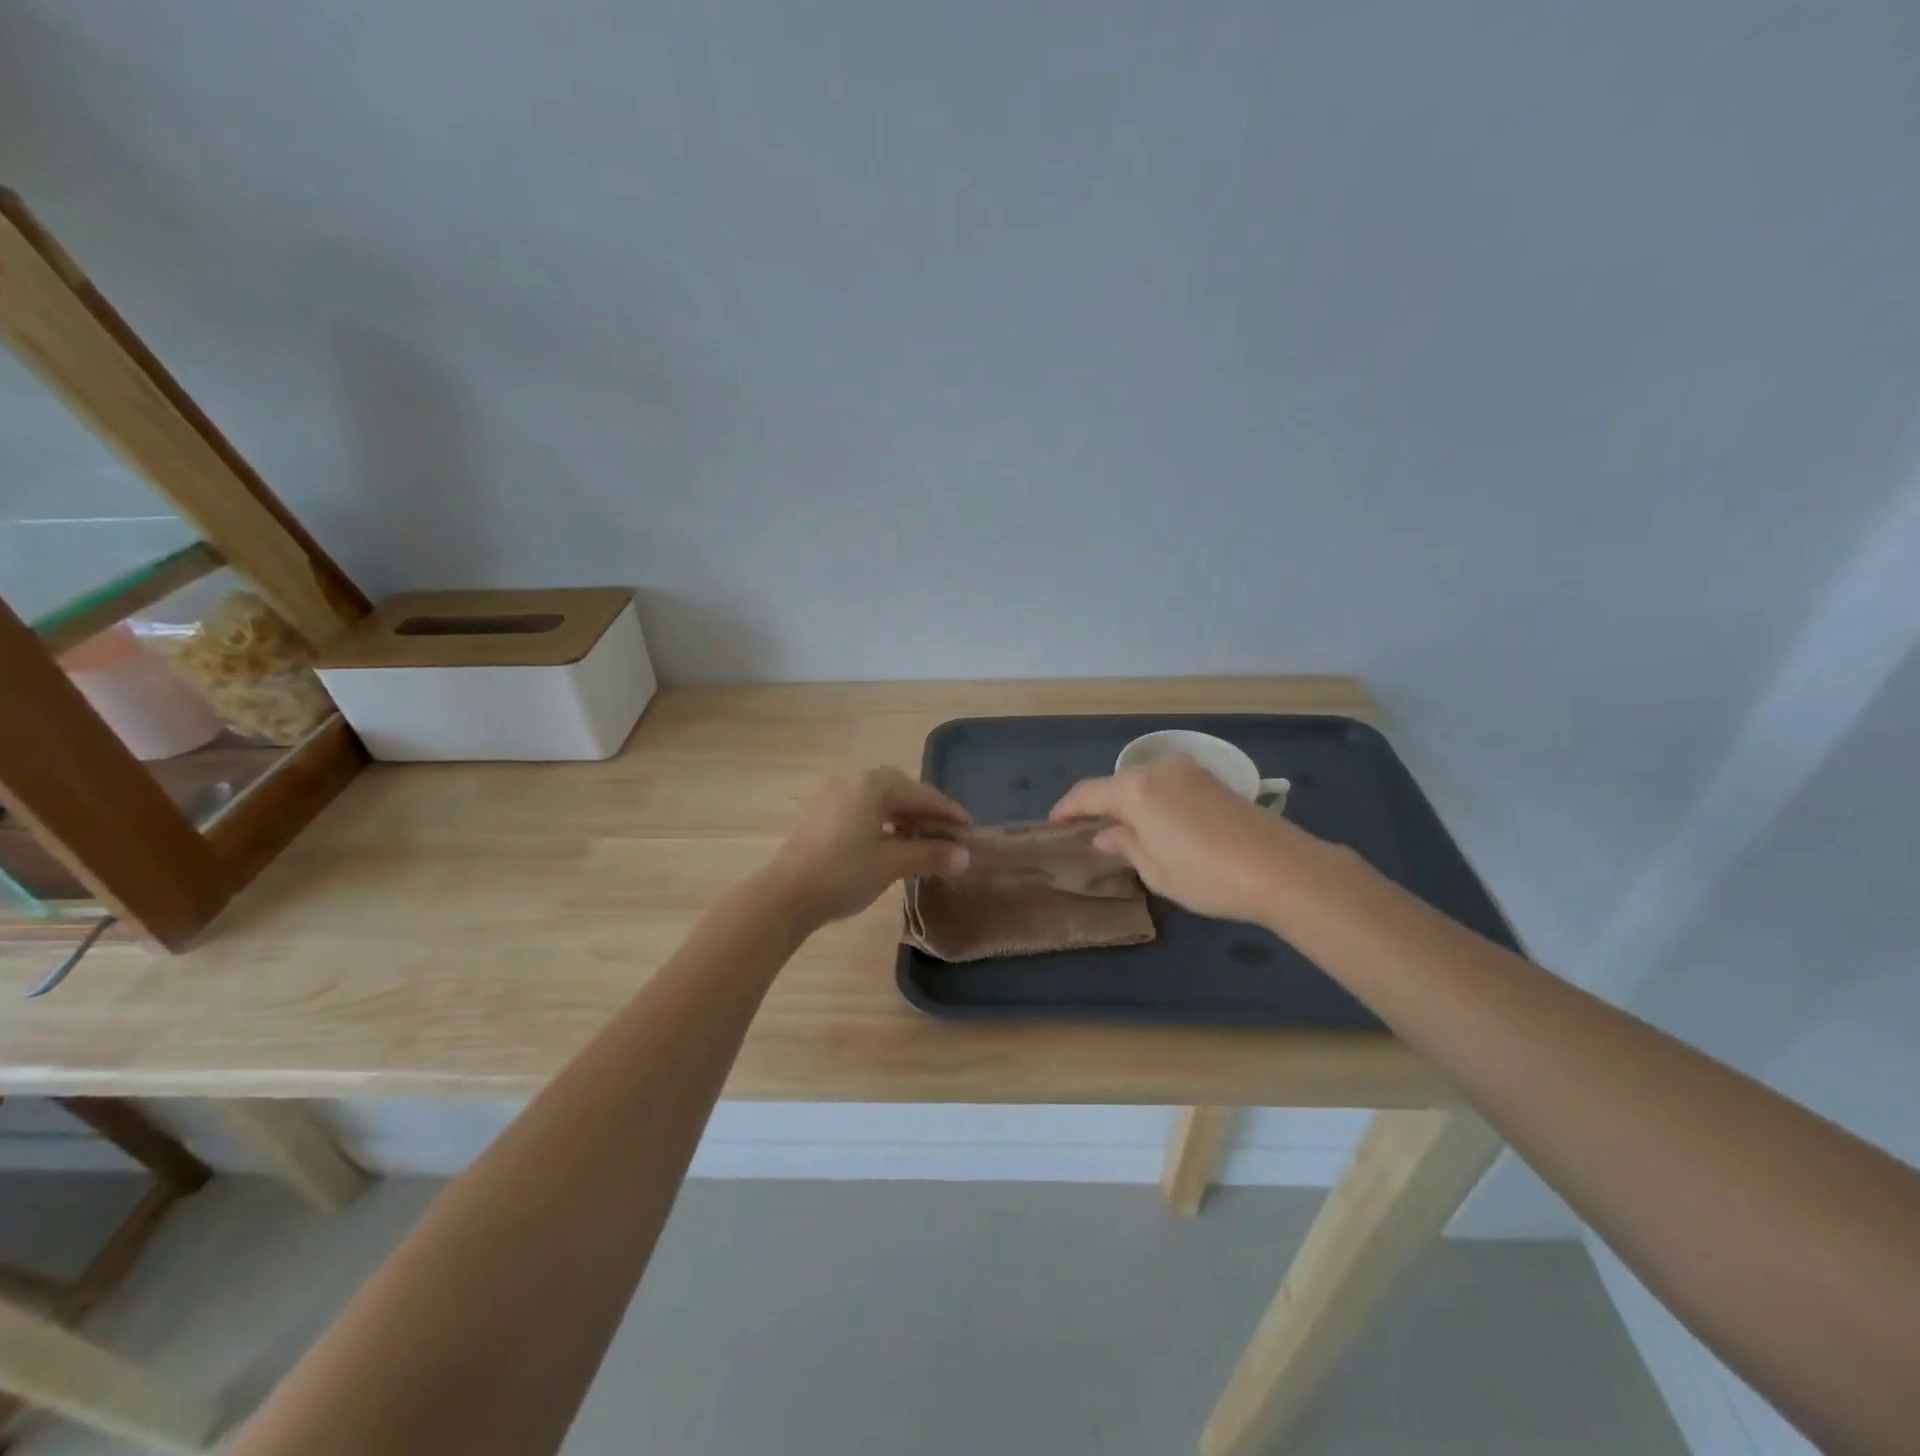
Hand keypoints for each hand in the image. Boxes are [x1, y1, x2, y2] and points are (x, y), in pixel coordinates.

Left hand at [767, 768, 972, 926]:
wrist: (785, 895)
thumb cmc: (843, 873)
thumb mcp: (892, 864)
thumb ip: (930, 855)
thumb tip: (965, 856)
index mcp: (872, 784)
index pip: (922, 794)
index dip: (949, 812)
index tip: (971, 829)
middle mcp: (852, 781)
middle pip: (900, 793)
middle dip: (927, 814)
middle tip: (950, 835)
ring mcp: (832, 797)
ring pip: (880, 802)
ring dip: (905, 819)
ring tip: (925, 841)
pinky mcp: (820, 815)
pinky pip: (862, 812)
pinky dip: (883, 824)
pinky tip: (892, 844)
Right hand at [1050, 754, 1315, 924]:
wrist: (1282, 868)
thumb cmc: (1207, 875)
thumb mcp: (1156, 870)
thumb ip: (1125, 845)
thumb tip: (1106, 833)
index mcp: (1135, 790)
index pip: (1088, 793)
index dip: (1067, 809)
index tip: (1053, 823)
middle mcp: (1158, 769)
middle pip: (1117, 784)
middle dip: (1100, 806)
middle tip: (1089, 831)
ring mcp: (1189, 770)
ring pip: (1144, 782)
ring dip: (1129, 802)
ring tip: (1124, 830)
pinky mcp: (1213, 778)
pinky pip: (1168, 785)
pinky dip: (1154, 801)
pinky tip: (1158, 823)